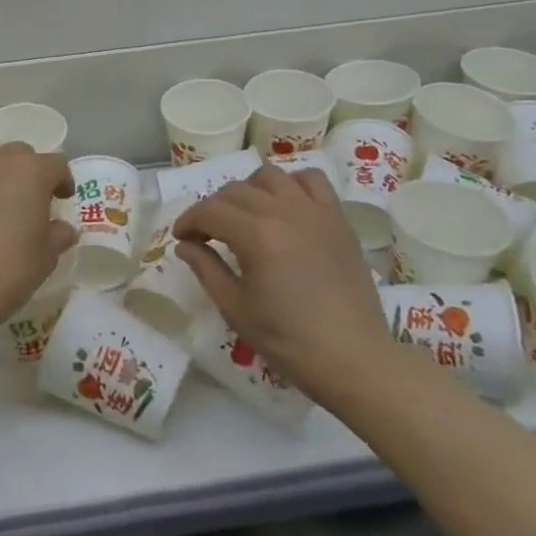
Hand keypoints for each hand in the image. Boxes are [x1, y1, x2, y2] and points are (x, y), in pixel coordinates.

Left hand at [0, 134, 76, 335]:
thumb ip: (57, 236)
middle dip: (25, 172)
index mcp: (31, 171)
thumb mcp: (45, 258)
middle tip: (23, 200)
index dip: (61, 181)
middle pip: (18, 153)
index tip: (61, 199)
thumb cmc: (7, 270)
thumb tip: (64, 229)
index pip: (56, 164)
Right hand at [174, 166, 393, 402]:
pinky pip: (311, 180)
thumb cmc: (288, 340)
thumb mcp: (235, 309)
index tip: (182, 239)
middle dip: (213, 209)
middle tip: (207, 235)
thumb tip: (185, 245)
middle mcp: (283, 211)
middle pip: (235, 191)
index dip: (188, 221)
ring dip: (249, 191)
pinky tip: (285, 206)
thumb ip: (206, 269)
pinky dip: (291, 184)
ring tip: (246, 217)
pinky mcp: (337, 218)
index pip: (209, 211)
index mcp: (255, 235)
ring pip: (269, 176)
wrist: (353, 358)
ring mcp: (314, 210)